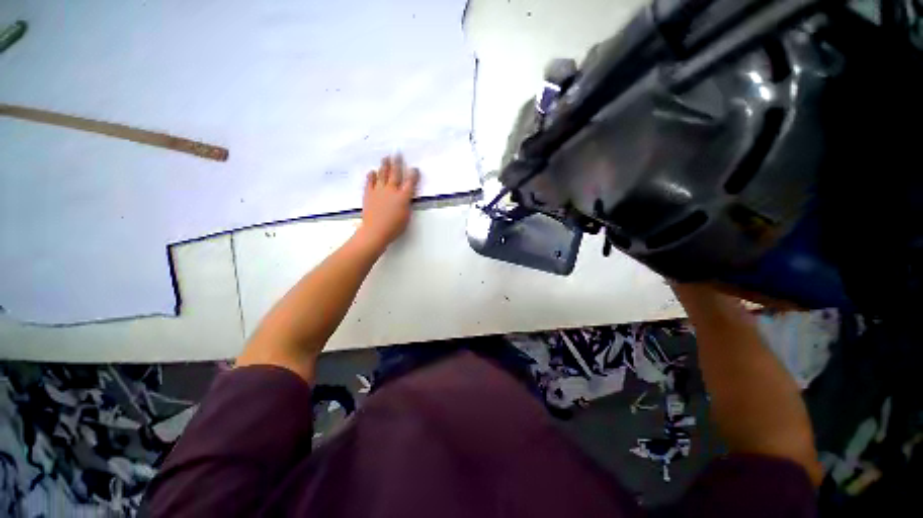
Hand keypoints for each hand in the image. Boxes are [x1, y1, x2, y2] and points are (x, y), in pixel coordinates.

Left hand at [357, 154, 419, 250]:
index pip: (410, 182)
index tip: (414, 168)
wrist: (375, 231)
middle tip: (397, 153)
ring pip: (382, 174)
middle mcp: (391, 190)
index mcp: (403, 196)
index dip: (413, 174)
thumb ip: (406, 203)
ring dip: (384, 165)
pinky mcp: (368, 194)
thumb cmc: (394, 227)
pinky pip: (370, 182)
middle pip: (395, 173)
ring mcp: (379, 191)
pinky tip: (372, 172)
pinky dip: (371, 176)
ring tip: (386, 158)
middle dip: (397, 163)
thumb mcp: (406, 215)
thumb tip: (405, 196)